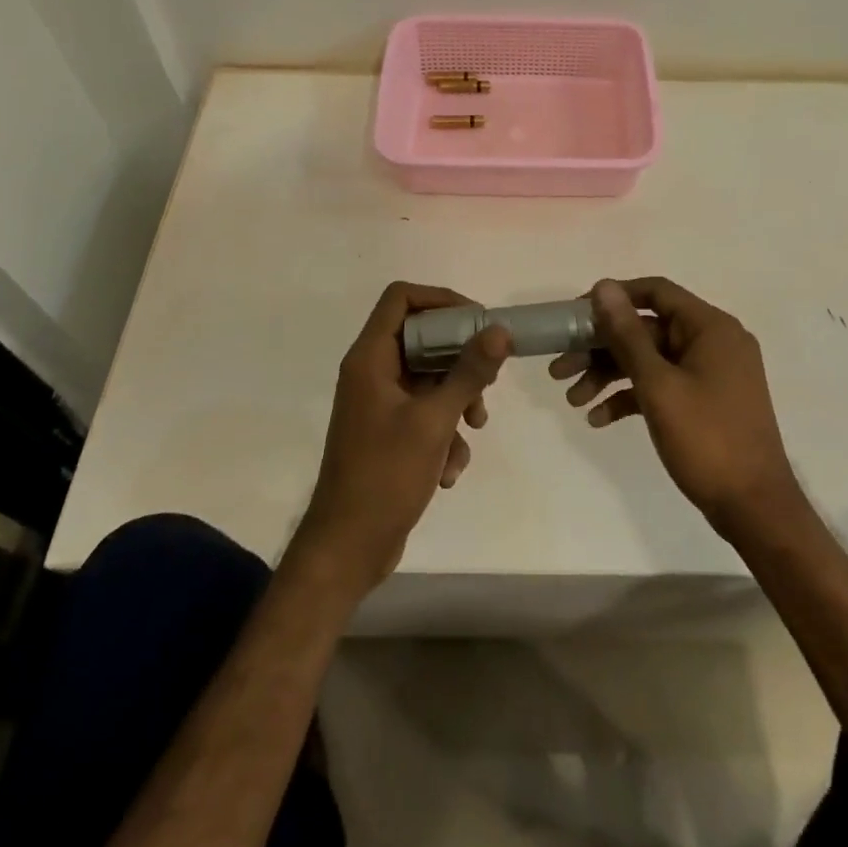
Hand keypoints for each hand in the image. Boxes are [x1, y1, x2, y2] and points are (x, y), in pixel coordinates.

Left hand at [295, 282, 510, 593]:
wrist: (348, 547)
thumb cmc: (385, 476)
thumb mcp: (434, 420)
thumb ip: (468, 372)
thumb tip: (499, 330)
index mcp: (370, 359)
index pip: (401, 298)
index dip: (441, 300)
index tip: (478, 320)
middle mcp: (372, 373)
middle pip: (423, 339)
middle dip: (460, 360)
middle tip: (488, 378)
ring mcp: (379, 405)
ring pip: (430, 380)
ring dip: (458, 401)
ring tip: (474, 427)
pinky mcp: (389, 433)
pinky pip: (426, 414)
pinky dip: (444, 434)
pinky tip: (450, 469)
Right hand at [550, 278, 801, 536]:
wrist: (754, 508)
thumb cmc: (707, 438)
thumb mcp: (658, 385)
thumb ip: (627, 334)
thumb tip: (604, 287)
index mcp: (710, 327)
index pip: (655, 292)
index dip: (613, 298)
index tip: (575, 316)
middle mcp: (713, 342)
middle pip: (646, 330)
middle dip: (601, 349)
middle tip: (560, 370)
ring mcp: (711, 373)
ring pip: (649, 361)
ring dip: (609, 376)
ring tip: (572, 401)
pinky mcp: (705, 401)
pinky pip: (662, 386)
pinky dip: (631, 397)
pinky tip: (598, 419)